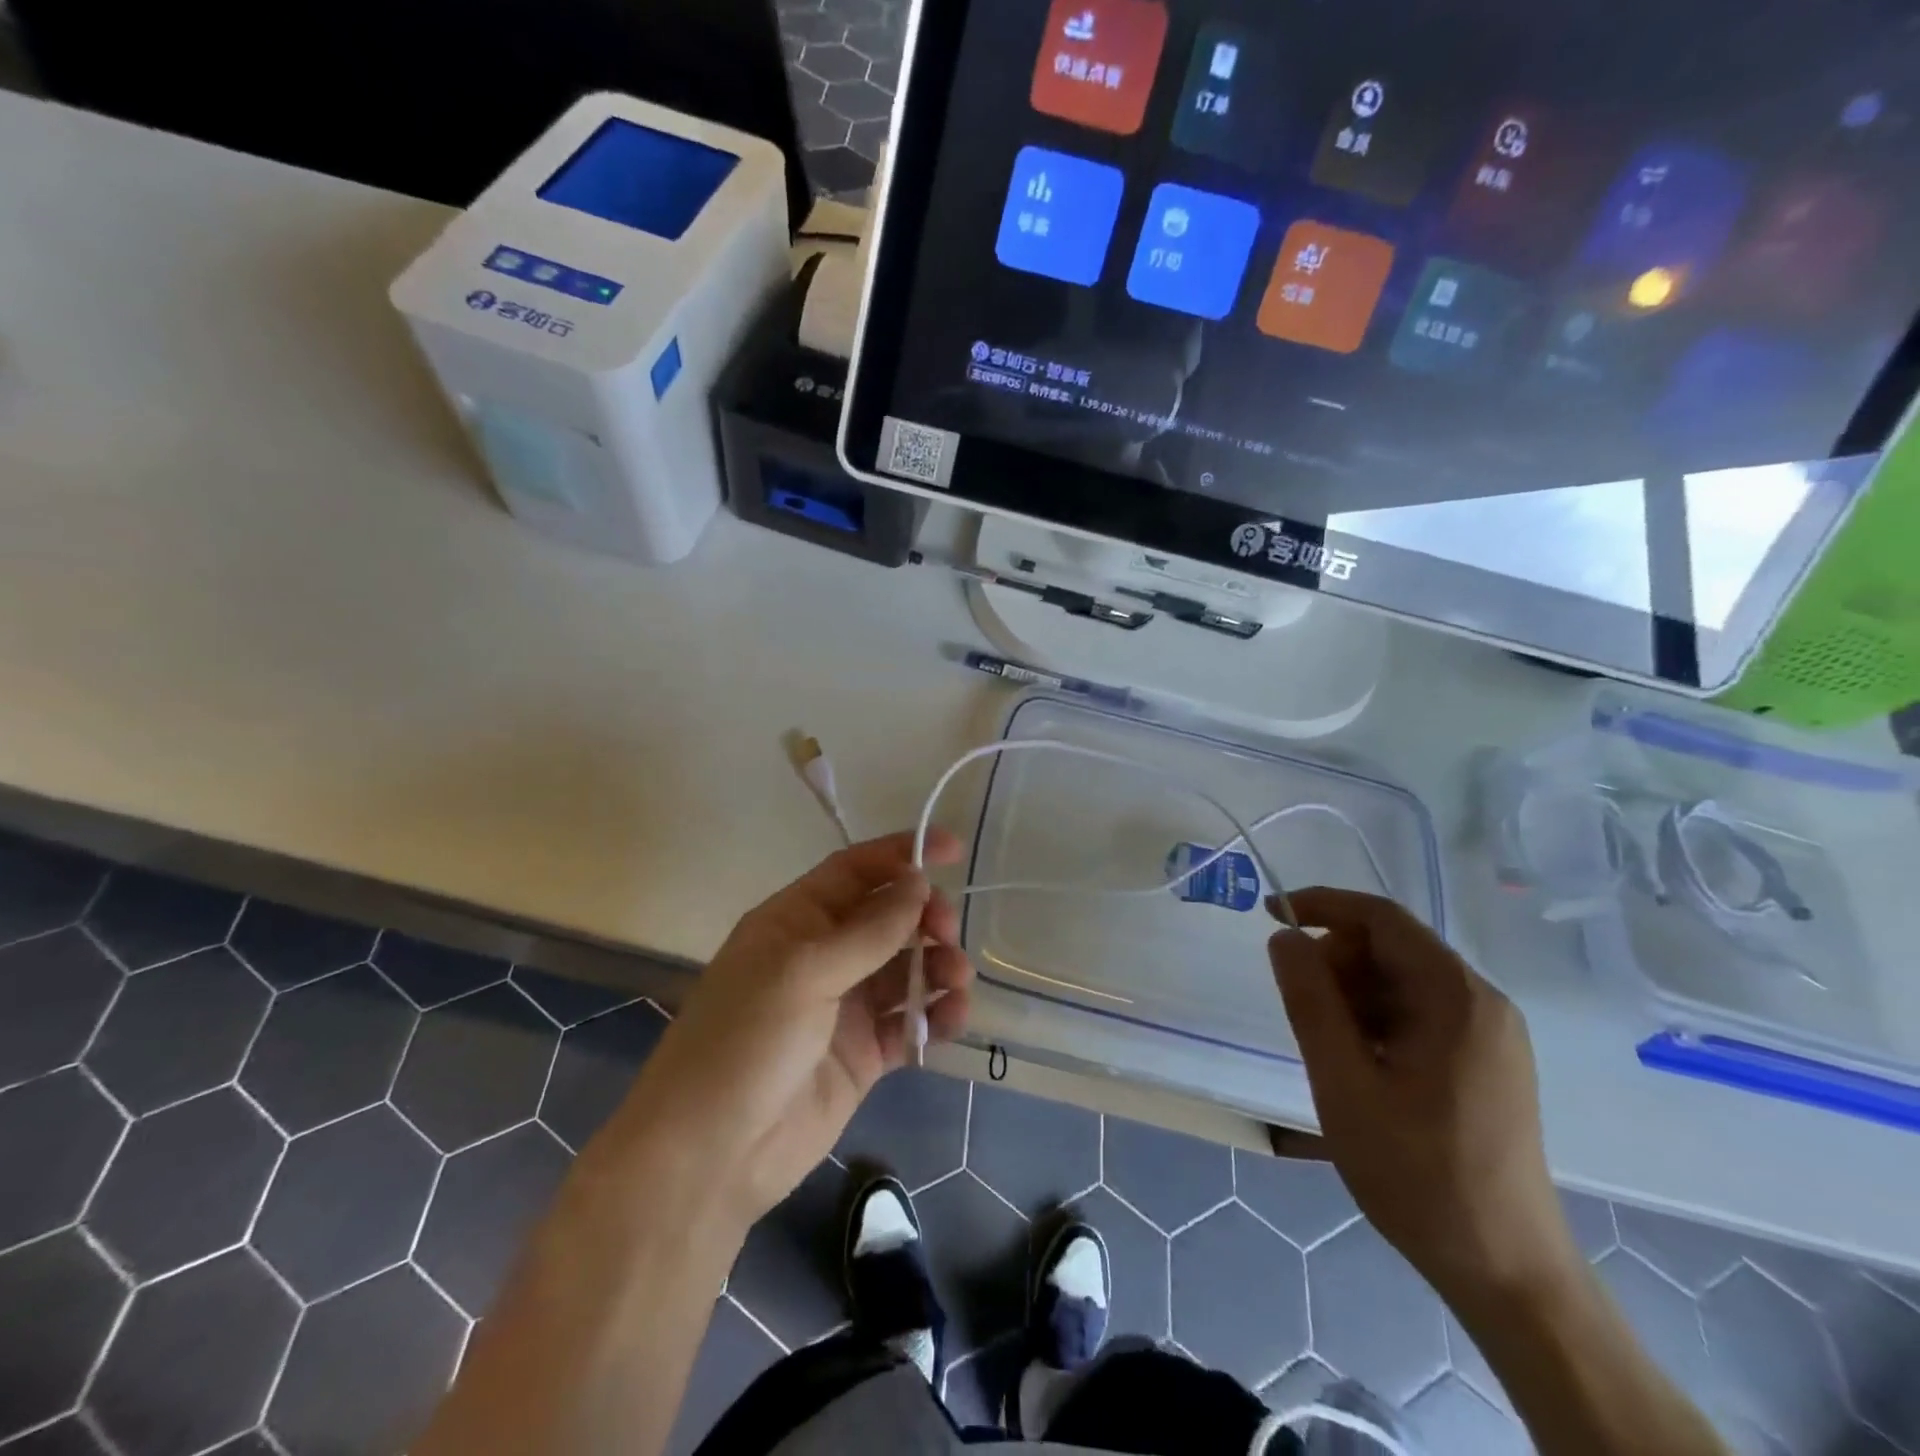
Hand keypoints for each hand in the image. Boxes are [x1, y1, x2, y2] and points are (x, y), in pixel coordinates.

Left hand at [598, 830, 973, 1229]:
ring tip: (957, 980)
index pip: (855, 870)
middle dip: (925, 916)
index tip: (952, 848)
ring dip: (939, 965)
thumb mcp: (803, 973)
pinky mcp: (865, 1053)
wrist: (711, 1157)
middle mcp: (823, 955)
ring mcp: (845, 1005)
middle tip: (947, 931)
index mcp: (796, 921)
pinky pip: (910, 1020)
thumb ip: (868, 931)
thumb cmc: (745, 1042)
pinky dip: (936, 1015)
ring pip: (907, 968)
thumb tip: (917, 884)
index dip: (901, 853)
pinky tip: (952, 1018)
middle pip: (888, 917)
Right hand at [1267, 888, 1578, 1301]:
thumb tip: (1284, 937)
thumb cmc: (1418, 1174)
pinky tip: (1359, 1064)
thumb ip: (1310, 1002)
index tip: (1269, 914)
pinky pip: (1418, 1012)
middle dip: (1336, 961)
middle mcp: (1483, 1004)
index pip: (1382, 918)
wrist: (1506, 1272)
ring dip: (1352, 994)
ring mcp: (1490, 1034)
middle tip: (1300, 1008)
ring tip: (1329, 1047)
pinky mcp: (1486, 1062)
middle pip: (1392, 947)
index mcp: (1457, 999)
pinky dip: (1376, 1019)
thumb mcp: (1344, 1083)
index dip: (1321, 905)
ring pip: (1401, 981)